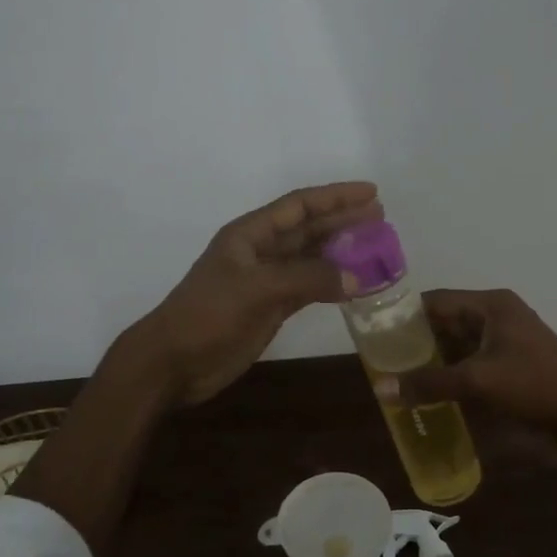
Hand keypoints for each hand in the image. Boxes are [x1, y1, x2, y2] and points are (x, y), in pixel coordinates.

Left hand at [122, 182, 381, 405]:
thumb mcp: (256, 289)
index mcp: (250, 235)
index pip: (299, 206)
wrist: (174, 363)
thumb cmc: (208, 316)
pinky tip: (355, 285)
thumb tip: (356, 278)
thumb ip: (307, 279)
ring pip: (312, 259)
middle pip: (309, 229)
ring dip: (342, 252)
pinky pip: (309, 288)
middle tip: (381, 217)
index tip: (371, 192)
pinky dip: (332, 284)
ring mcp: (266, 281)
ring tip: (376, 248)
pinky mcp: (271, 308)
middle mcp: (261, 252)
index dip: (335, 197)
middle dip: (343, 221)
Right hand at [386, 288, 556, 447]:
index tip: (375, 332)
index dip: (405, 314)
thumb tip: (383, 389)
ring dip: (433, 356)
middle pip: (446, 320)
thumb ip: (430, 383)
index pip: (436, 300)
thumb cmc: (534, 386)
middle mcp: (497, 314)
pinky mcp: (511, 362)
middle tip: (382, 357)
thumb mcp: (478, 382)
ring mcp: (506, 338)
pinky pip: (471, 359)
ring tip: (398, 373)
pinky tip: (429, 387)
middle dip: (416, 338)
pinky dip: (451, 370)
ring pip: (458, 341)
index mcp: (490, 305)